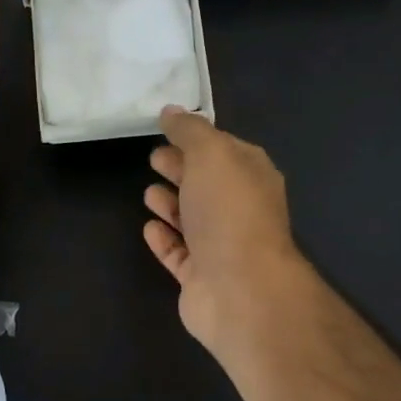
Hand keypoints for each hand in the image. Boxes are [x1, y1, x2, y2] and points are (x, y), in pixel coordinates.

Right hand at [143, 107, 308, 357]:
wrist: (241, 289)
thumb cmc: (229, 212)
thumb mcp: (211, 155)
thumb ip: (189, 131)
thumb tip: (171, 111)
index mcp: (252, 176)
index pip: (224, 149)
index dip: (196, 138)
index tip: (166, 130)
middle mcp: (240, 210)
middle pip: (206, 183)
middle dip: (181, 169)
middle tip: (153, 159)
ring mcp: (221, 247)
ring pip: (192, 220)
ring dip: (171, 204)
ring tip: (148, 193)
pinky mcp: (201, 278)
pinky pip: (179, 253)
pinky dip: (164, 239)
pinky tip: (149, 228)